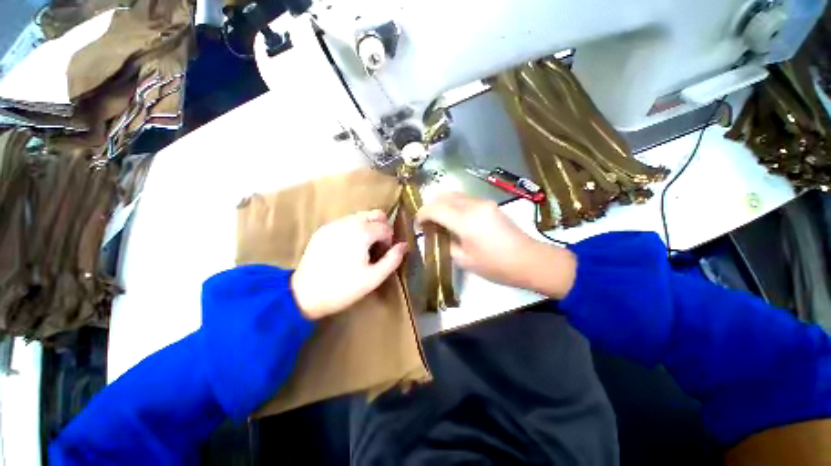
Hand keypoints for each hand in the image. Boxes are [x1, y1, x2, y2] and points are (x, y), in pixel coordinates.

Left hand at [292, 210, 407, 319]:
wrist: (303, 295)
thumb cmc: (343, 288)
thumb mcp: (374, 277)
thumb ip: (393, 259)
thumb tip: (404, 245)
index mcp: (362, 232)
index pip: (386, 227)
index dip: (390, 240)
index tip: (384, 255)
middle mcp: (348, 222)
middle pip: (374, 214)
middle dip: (382, 227)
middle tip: (378, 247)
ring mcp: (334, 224)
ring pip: (360, 216)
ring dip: (368, 228)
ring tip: (363, 248)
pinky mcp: (323, 230)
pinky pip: (345, 222)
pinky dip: (354, 230)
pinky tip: (348, 248)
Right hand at [416, 192, 575, 298]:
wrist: (529, 260)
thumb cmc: (496, 265)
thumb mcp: (464, 260)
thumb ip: (446, 243)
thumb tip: (437, 234)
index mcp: (465, 221)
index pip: (434, 208)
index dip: (421, 214)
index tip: (417, 225)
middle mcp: (473, 205)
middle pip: (443, 196)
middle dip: (430, 207)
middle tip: (427, 223)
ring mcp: (483, 202)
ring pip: (454, 194)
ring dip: (442, 204)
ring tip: (439, 221)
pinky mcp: (489, 204)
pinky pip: (464, 198)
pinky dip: (453, 205)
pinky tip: (454, 219)